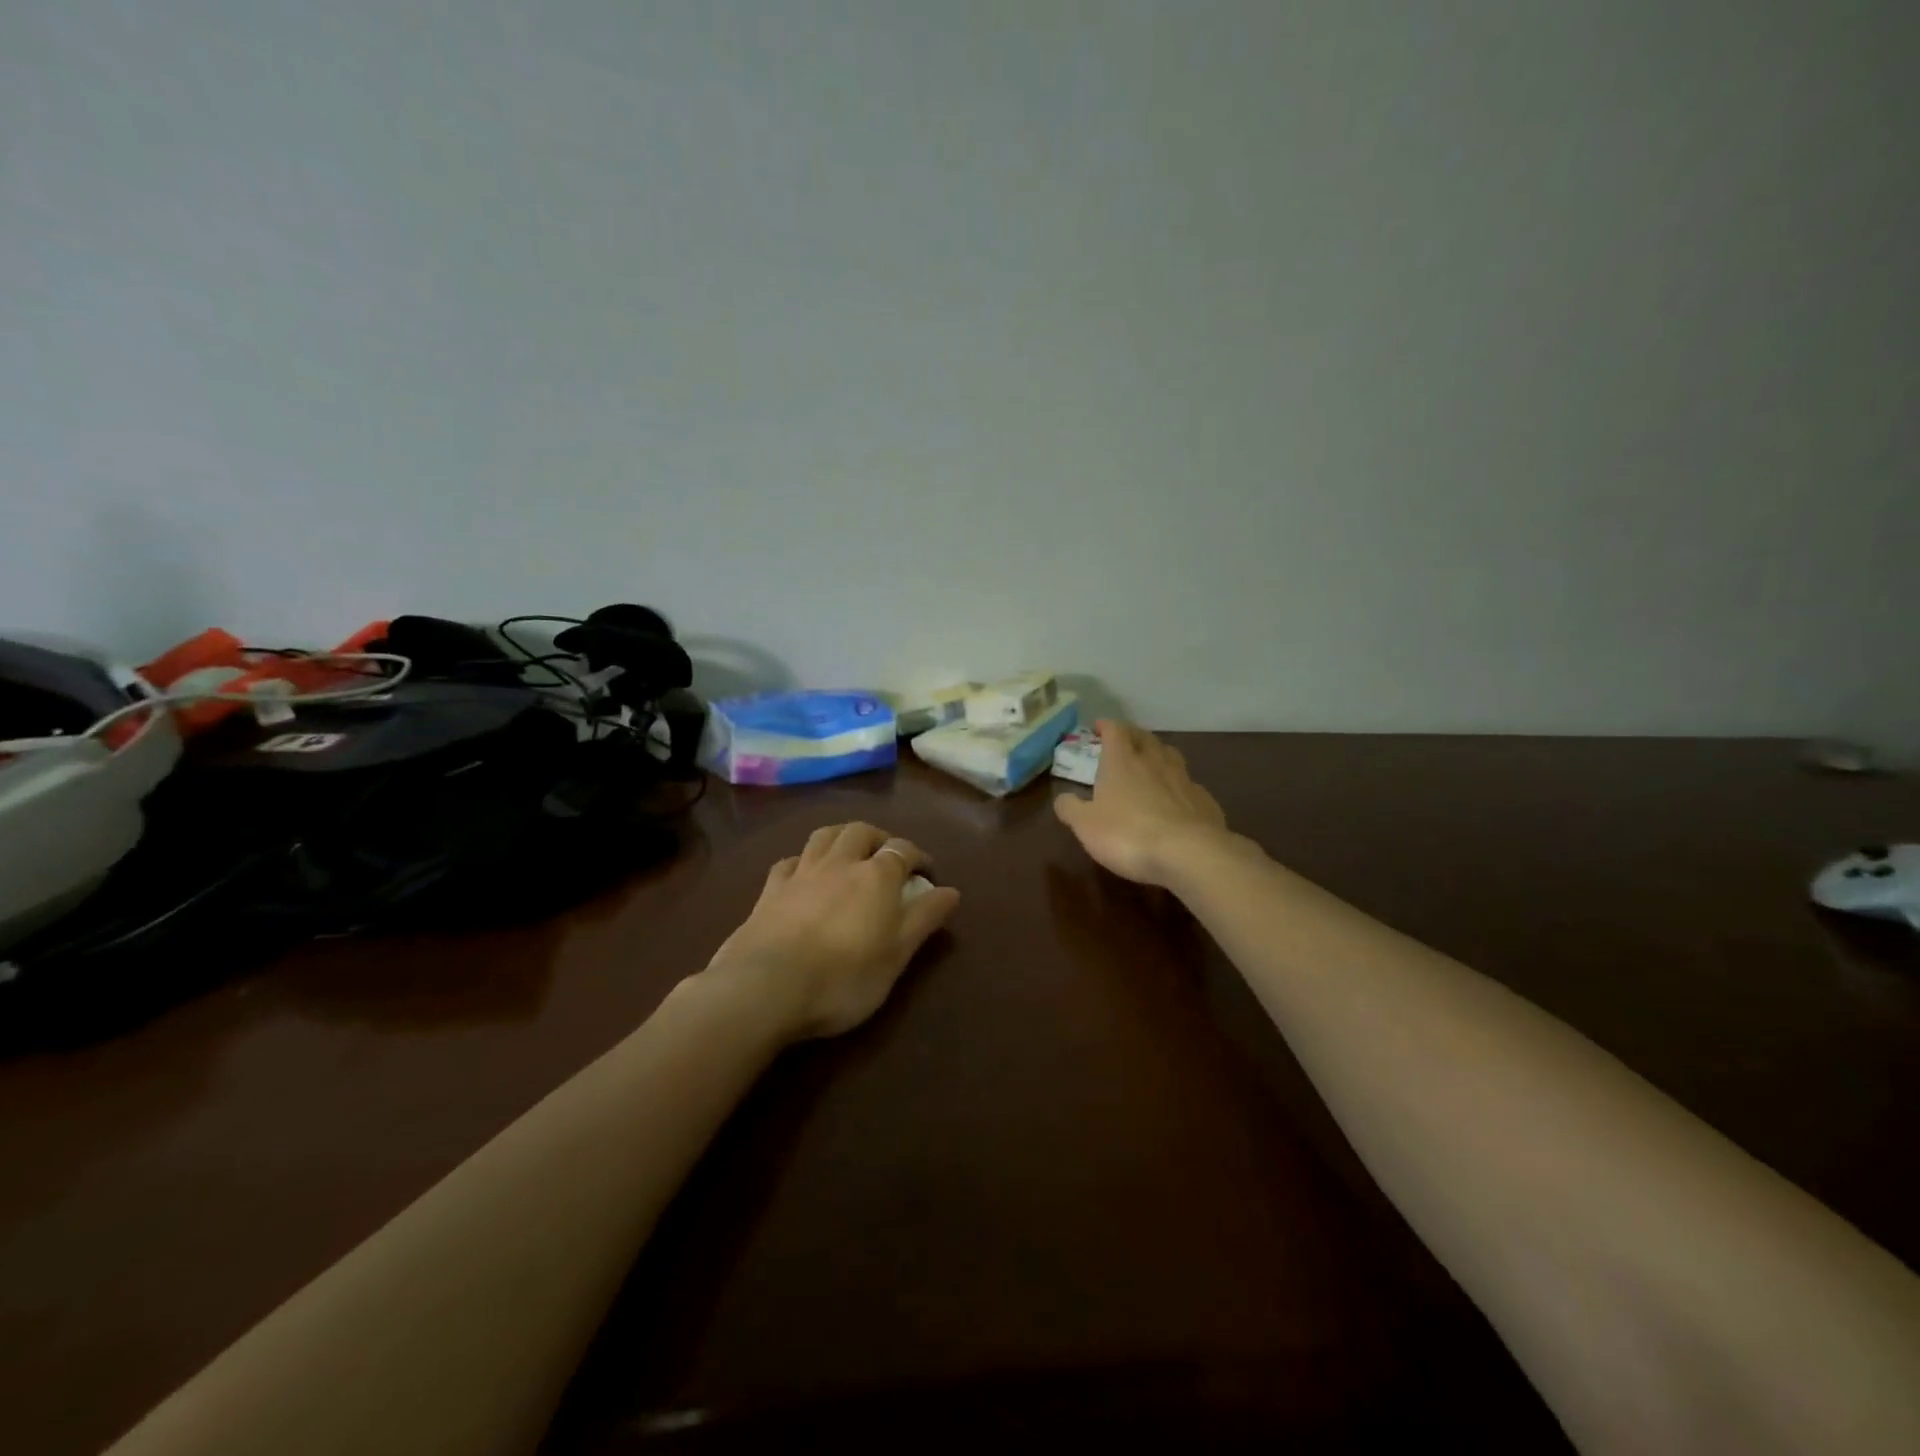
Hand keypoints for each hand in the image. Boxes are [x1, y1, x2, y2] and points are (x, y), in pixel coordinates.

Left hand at [703, 822, 960, 1040]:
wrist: (766, 988)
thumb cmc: (844, 977)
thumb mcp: (897, 954)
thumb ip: (925, 919)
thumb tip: (952, 891)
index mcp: (876, 876)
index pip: (904, 850)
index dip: (920, 858)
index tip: (928, 875)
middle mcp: (839, 863)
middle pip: (862, 832)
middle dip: (879, 838)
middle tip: (887, 857)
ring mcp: (801, 873)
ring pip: (824, 836)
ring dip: (842, 837)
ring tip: (849, 853)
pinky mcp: (769, 891)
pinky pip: (788, 862)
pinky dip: (802, 861)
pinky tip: (803, 873)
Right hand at [1053, 721, 1233, 887]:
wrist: (1188, 853)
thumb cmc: (1127, 834)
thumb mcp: (1086, 825)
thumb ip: (1071, 808)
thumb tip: (1062, 798)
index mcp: (1121, 762)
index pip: (1115, 731)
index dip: (1105, 726)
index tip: (1098, 727)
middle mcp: (1154, 762)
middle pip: (1144, 738)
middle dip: (1132, 735)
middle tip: (1124, 740)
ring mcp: (1183, 780)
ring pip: (1170, 756)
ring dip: (1158, 754)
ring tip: (1151, 761)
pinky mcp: (1205, 801)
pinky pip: (1189, 784)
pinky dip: (1179, 785)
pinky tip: (1176, 798)